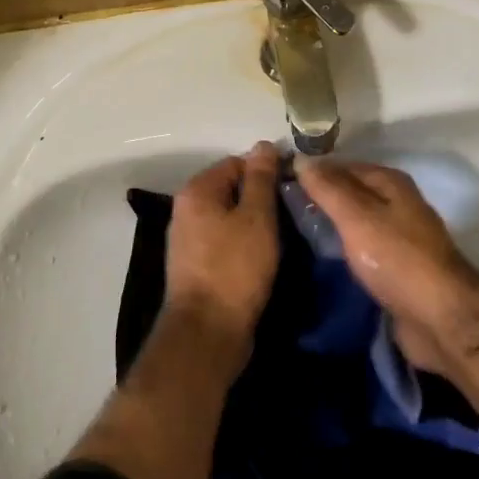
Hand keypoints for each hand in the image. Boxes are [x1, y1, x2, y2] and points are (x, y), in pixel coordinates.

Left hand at [163, 142, 280, 368]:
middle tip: (290, 212)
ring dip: (254, 223)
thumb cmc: (234, 268)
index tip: (292, 189)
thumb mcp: (257, 217)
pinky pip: (224, 240)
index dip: (267, 171)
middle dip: (261, 198)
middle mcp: (186, 209)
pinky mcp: (196, 265)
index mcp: (197, 190)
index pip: (237, 162)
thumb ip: (261, 178)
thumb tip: (263, 144)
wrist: (207, 334)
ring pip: (229, 216)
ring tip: (282, 235)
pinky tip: (263, 256)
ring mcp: (188, 239)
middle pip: (231, 189)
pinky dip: (243, 243)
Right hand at [294, 157, 478, 375]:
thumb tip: (301, 159)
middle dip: (319, 200)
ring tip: (292, 233)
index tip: (278, 182)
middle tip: (280, 211)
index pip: (342, 166)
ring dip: (330, 227)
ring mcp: (399, 237)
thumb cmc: (396, 258)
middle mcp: (397, 203)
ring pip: (355, 223)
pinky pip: (362, 250)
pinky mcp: (397, 268)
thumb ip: (328, 188)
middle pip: (350, 194)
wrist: (439, 318)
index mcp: (390, 182)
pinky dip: (343, 251)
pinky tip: (319, 259)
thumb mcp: (357, 216)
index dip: (312, 172)